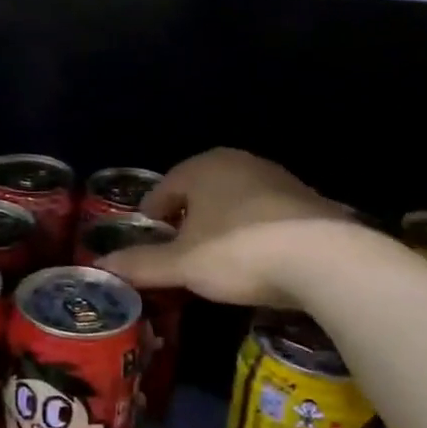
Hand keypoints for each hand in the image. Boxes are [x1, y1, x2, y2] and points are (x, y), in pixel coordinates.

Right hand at [98, 148, 349, 308]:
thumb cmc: (238, 251)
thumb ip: (142, 263)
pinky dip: (254, 230)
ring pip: (235, 199)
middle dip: (187, 215)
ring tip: (216, 255)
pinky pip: (266, 213)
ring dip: (222, 222)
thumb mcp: (183, 264)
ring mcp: (277, 178)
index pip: (166, 186)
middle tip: (178, 247)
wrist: (324, 258)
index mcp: (204, 167)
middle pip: (201, 188)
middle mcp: (240, 162)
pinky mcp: (307, 201)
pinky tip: (257, 257)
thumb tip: (102, 265)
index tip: (148, 235)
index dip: (152, 212)